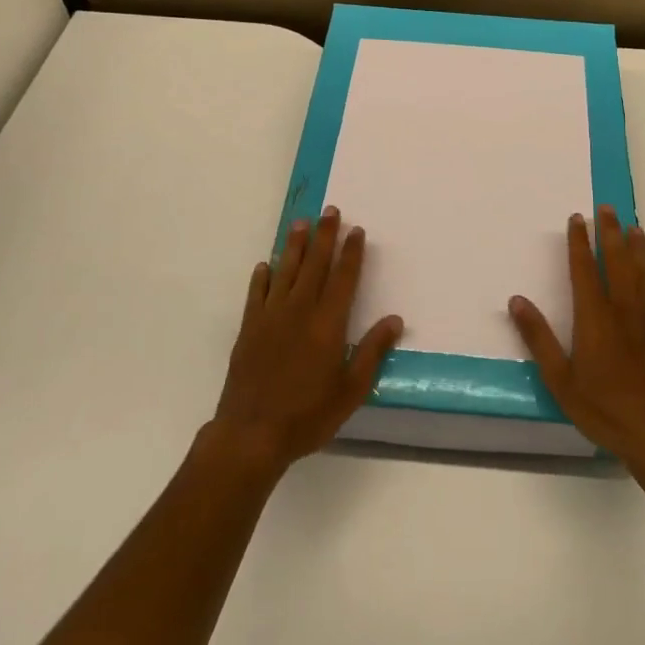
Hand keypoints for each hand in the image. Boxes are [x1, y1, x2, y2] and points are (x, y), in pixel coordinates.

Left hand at [209, 207, 402, 477]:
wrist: (251, 434)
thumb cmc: (308, 415)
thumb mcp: (351, 390)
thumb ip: (372, 352)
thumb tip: (395, 319)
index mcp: (328, 324)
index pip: (343, 278)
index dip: (351, 253)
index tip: (356, 230)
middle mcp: (299, 311)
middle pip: (314, 265)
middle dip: (324, 236)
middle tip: (329, 211)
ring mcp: (270, 317)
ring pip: (285, 271)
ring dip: (294, 245)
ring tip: (300, 223)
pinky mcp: (249, 329)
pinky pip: (256, 294)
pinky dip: (262, 277)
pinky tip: (265, 265)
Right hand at [508, 205, 644, 472]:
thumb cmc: (604, 409)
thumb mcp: (560, 380)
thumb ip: (538, 338)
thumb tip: (516, 300)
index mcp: (595, 316)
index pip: (584, 269)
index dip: (579, 242)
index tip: (577, 219)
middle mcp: (625, 309)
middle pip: (618, 261)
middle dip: (611, 233)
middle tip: (607, 209)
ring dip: (640, 249)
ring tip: (635, 227)